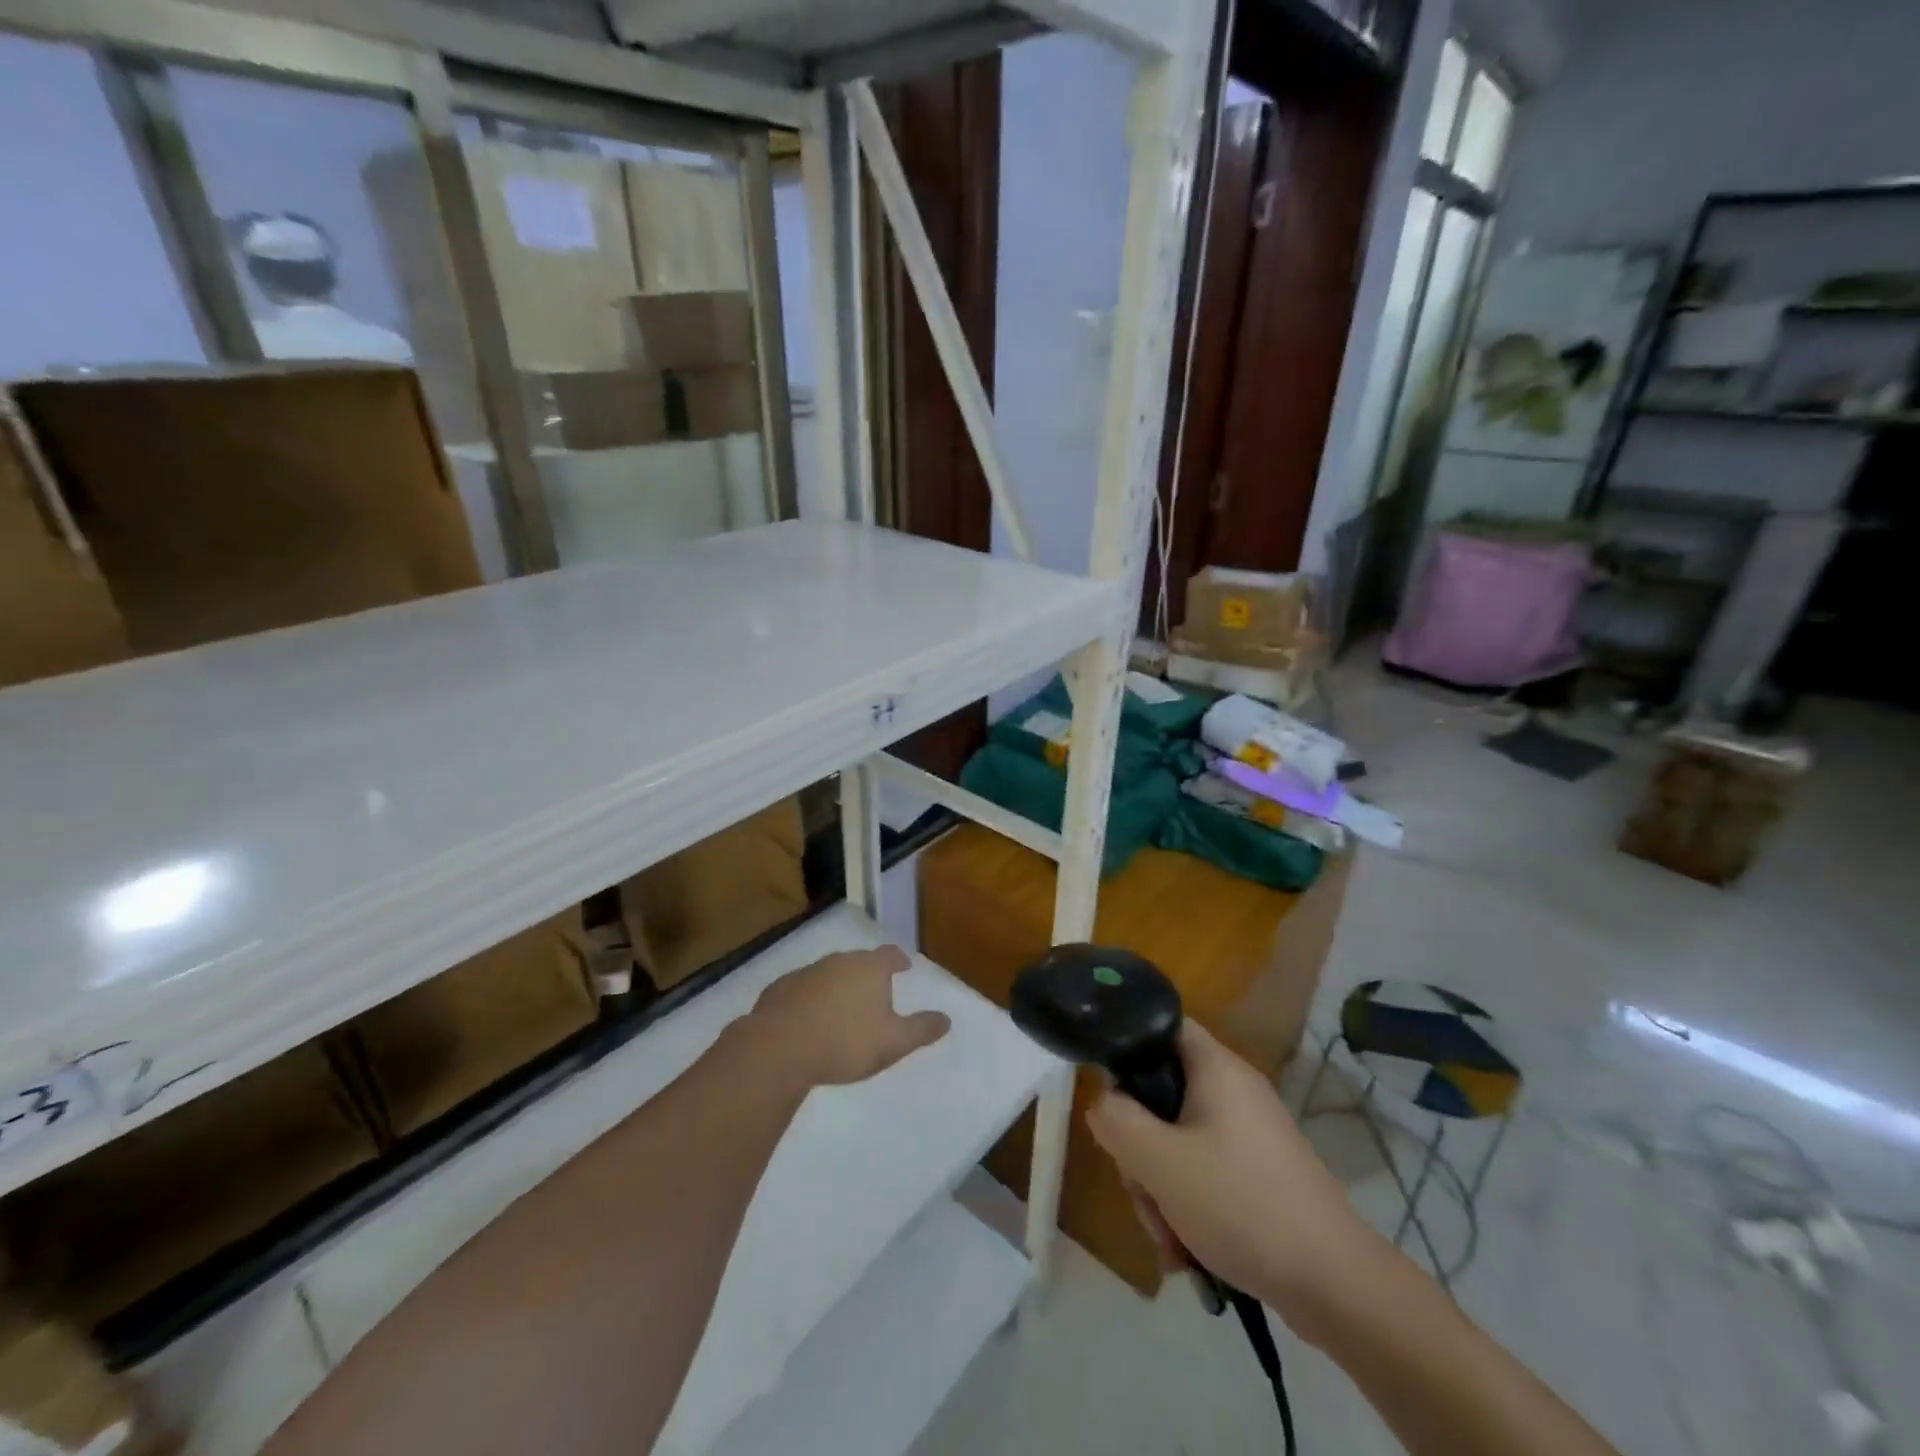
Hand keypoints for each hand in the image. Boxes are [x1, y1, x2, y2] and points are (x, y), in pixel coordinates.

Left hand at [748, 946, 950, 1088]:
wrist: (779, 1048)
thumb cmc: (845, 1042)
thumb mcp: (893, 1042)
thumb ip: (921, 1029)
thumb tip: (947, 1019)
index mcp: (869, 968)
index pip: (890, 954)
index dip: (899, 959)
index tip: (904, 966)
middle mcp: (838, 961)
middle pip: (858, 962)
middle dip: (868, 974)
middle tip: (874, 993)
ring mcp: (806, 972)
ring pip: (829, 974)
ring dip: (837, 987)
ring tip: (842, 1010)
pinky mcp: (779, 989)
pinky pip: (802, 990)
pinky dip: (810, 999)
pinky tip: (808, 1020)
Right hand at [1086, 1021, 1370, 1324]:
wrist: (1336, 1286)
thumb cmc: (1240, 1204)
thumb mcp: (1158, 1161)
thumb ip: (1116, 1121)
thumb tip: (1103, 1103)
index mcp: (1216, 1068)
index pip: (1161, 1027)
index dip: (1128, 1049)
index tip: (1111, 1096)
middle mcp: (1235, 1091)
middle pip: (1163, 1096)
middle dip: (1141, 1149)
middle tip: (1142, 1189)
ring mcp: (1250, 1135)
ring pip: (1180, 1143)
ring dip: (1161, 1189)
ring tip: (1168, 1239)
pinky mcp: (1260, 1174)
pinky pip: (1206, 1174)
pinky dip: (1189, 1206)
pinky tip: (1187, 1252)